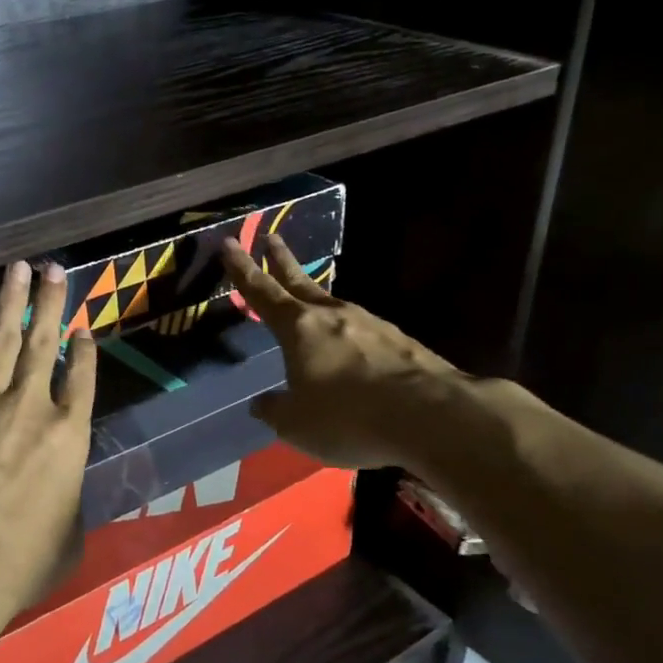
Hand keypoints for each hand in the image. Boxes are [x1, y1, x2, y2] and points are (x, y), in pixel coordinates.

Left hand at [0, 259, 97, 623]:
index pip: (82, 380)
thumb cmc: (23, 560)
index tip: (83, 329)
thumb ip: (69, 504)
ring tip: (15, 268)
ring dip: (8, 303)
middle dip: (50, 304)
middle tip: (53, 269)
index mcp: (67, 436)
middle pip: (43, 345)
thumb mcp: (69, 536)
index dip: (84, 352)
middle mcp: (29, 408)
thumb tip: (62, 500)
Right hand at [223, 236, 461, 470]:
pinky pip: (363, 333)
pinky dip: (350, 335)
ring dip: (318, 300)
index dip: (242, 269)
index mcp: (300, 328)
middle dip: (282, 261)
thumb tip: (262, 403)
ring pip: (335, 306)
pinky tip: (353, 352)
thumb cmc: (349, 417)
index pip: (262, 292)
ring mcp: (372, 325)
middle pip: (301, 282)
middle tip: (272, 237)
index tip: (229, 243)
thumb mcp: (296, 425)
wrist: (432, 416)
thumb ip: (275, 410)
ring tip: (310, 304)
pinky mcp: (401, 342)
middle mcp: (334, 316)